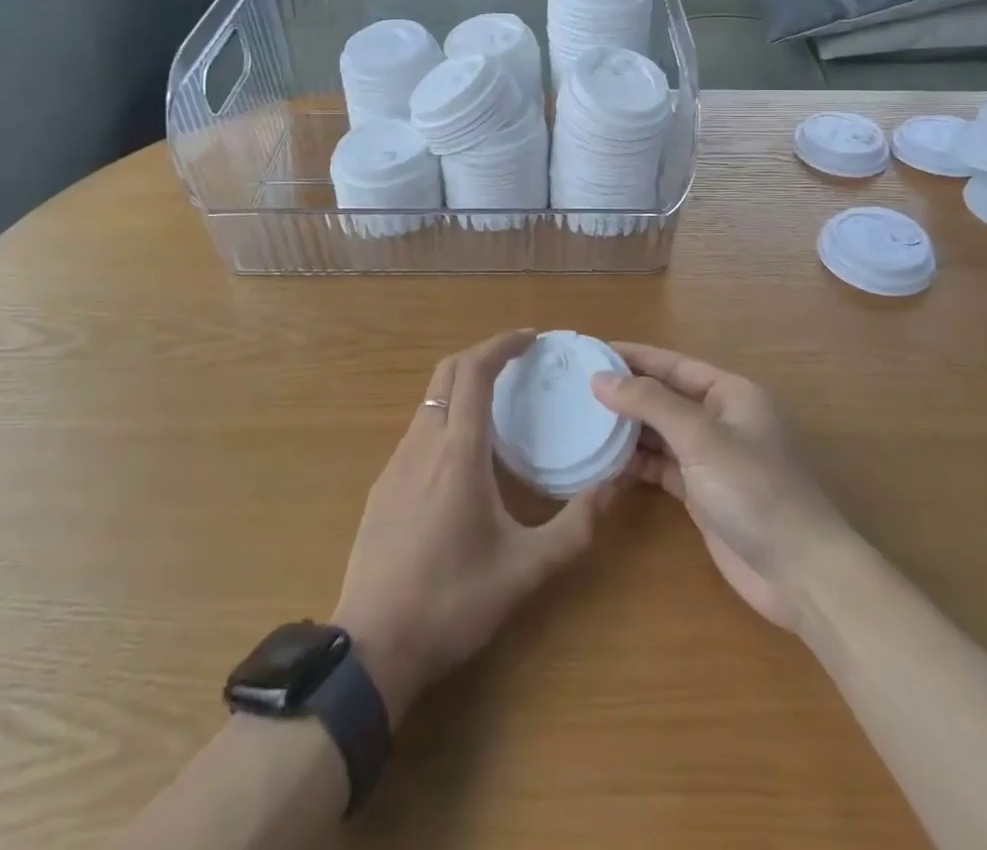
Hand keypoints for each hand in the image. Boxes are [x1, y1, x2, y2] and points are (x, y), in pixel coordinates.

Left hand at [333, 330, 615, 724]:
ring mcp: (396, 463)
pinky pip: (419, 429)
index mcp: (458, 452)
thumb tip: (614, 486)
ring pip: (430, 400)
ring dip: (463, 385)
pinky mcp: (383, 485)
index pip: (475, 371)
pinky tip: (465, 453)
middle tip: (518, 361)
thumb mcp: (525, 570)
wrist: (372, 647)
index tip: (531, 339)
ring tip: (499, 403)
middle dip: (483, 354)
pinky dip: (446, 416)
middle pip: (447, 372)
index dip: (502, 344)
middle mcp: (423, 443)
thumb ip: (575, 527)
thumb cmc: (452, 602)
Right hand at [594, 344, 843, 633]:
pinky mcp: (702, 494)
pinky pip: (660, 467)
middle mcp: (721, 419)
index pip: (673, 364)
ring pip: (660, 433)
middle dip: (625, 392)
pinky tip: (602, 462)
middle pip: (664, 397)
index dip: (634, 355)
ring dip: (626, 429)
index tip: (592, 350)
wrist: (799, 573)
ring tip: (580, 421)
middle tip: (576, 387)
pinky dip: (634, 464)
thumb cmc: (754, 489)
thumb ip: (650, 403)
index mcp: (730, 393)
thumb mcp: (701, 437)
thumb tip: (601, 378)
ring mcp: (711, 459)